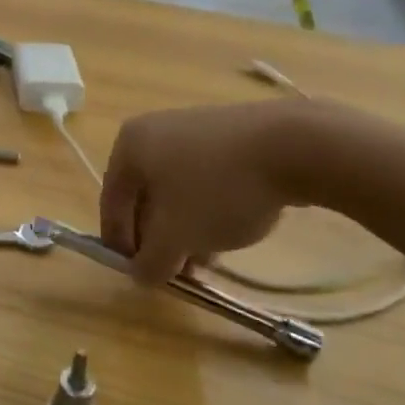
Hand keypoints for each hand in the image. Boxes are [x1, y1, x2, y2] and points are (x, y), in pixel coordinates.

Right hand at [99, 101, 323, 285]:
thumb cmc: (218, 188)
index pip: (111, 203)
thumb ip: (151, 261)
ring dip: (184, 228)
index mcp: (130, 146)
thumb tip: (141, 274)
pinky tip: (228, 231)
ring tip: (206, 260)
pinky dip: (208, 207)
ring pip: (176, 190)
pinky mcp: (227, 135)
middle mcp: (154, 130)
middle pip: (144, 196)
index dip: (121, 244)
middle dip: (157, 238)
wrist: (293, 146)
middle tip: (175, 271)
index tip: (141, 275)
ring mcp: (192, 128)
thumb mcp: (177, 236)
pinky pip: (204, 178)